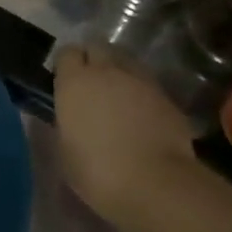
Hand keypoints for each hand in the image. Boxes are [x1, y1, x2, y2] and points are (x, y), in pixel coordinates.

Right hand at [54, 45, 202, 228]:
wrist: (155, 184)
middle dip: (92, 59)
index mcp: (75, 82)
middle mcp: (108, 71)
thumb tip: (69, 115)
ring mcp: (141, 81)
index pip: (67, 52)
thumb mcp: (65, 150)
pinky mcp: (168, 97)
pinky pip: (147, 85)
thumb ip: (65, 123)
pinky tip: (140, 116)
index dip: (65, 65)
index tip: (63, 81)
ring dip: (118, 73)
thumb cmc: (96, 171)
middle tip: (89, 84)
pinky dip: (140, 93)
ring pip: (126, 62)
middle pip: (98, 47)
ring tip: (116, 97)